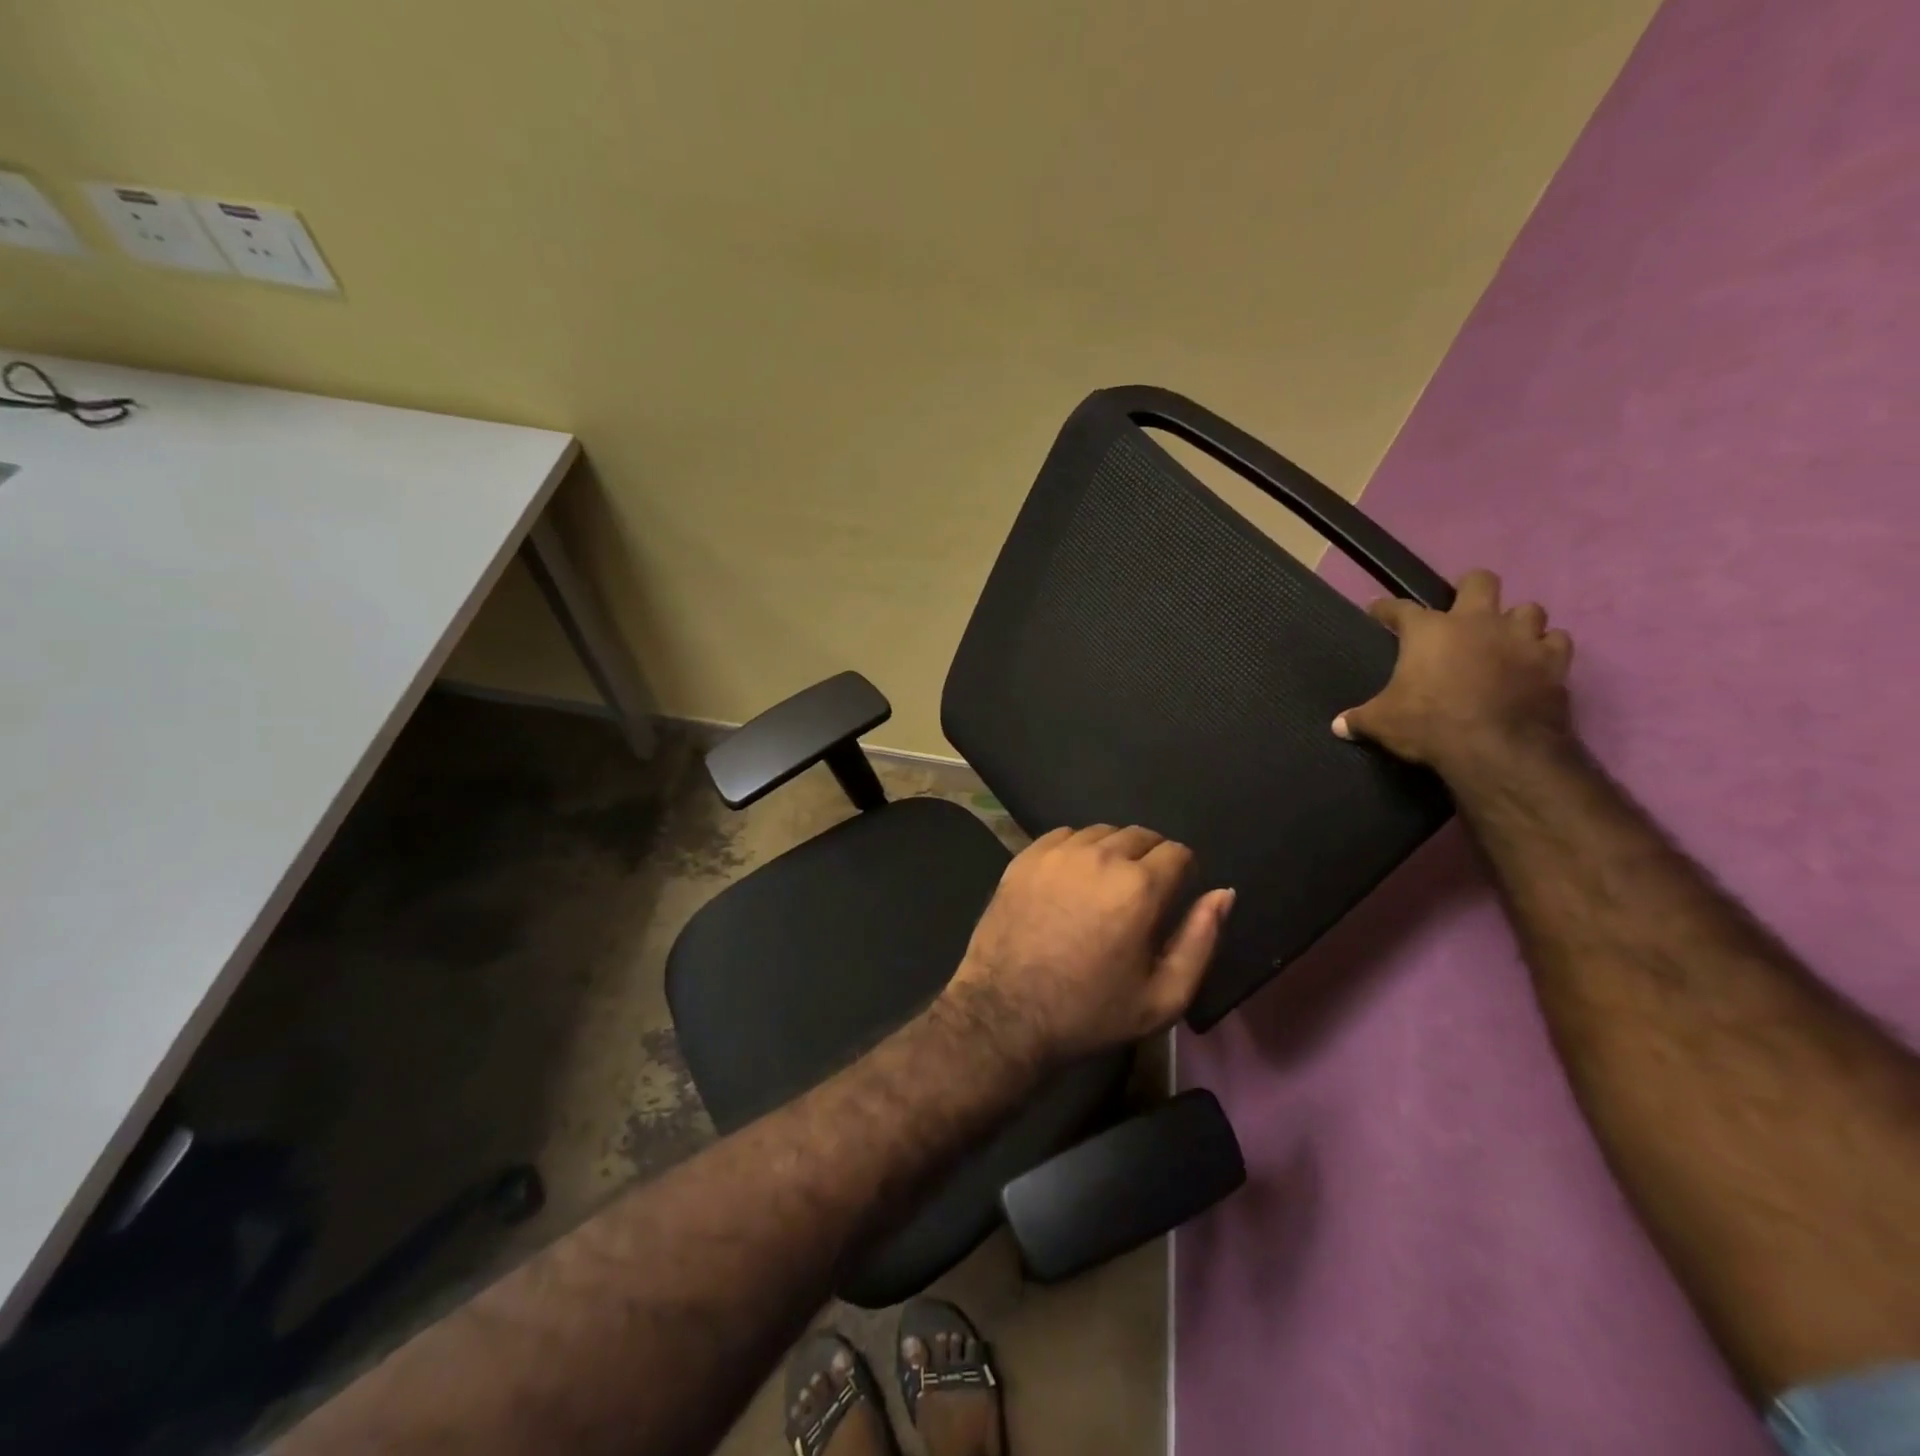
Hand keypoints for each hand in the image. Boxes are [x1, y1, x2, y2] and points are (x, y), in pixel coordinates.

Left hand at [946, 825, 1234, 1066]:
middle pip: (1141, 835)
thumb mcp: (1163, 996)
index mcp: (1139, 887)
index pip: (1178, 852)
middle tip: (1139, 897)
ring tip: (1104, 888)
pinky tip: (1071, 881)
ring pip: (1102, 832)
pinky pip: (1064, 836)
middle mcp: (1100, 856)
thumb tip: (1224, 893)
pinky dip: (1077, 850)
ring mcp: (1057, 852)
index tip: (1171, 899)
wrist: (1005, 1012)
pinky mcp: (1025, 856)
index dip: (1182, 874)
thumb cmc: (1090, 1011)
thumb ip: (1201, 940)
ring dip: (1113, 852)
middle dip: (1150, 859)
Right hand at [1332, 569, 1573, 773]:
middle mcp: (1476, 622)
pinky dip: (1545, 649)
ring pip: (1528, 609)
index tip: (1378, 611)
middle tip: (1462, 611)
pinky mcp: (1553, 662)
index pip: (1400, 608)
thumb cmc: (1428, 724)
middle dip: (1471, 590)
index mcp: (1429, 631)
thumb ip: (1360, 719)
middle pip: (1480, 581)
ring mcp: (1520, 638)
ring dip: (1515, 622)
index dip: (1386, 609)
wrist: (1495, 747)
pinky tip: (1535, 660)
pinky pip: (1556, 642)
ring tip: (1504, 639)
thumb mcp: (1382, 723)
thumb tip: (1338, 726)